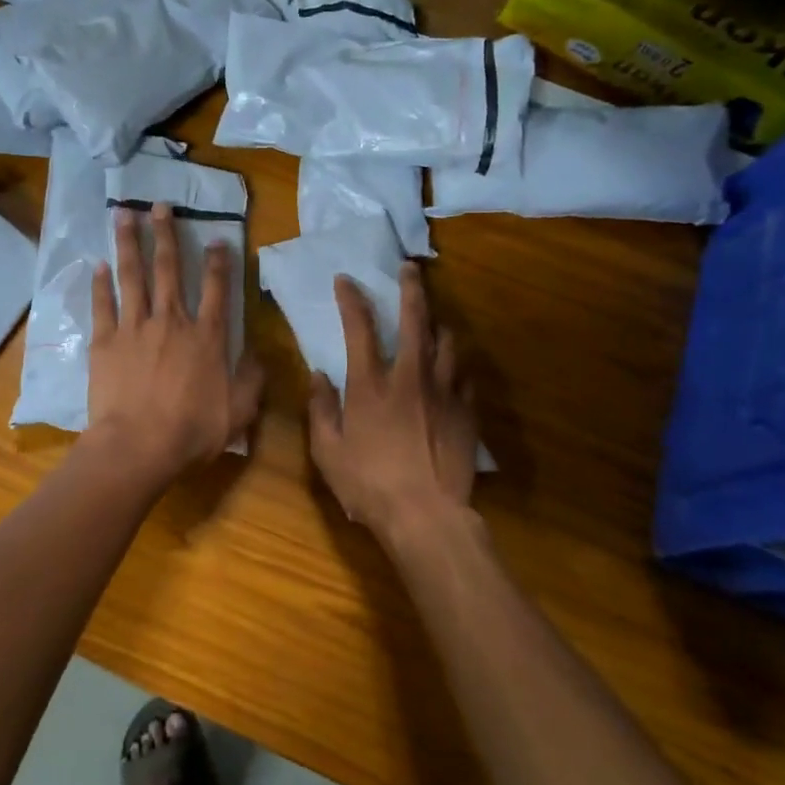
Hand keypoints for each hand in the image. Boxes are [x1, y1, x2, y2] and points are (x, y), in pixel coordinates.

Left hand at [86, 202, 263, 484]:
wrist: (137, 446)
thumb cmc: (191, 432)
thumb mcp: (238, 412)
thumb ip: (251, 380)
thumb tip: (258, 356)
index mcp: (206, 338)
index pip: (217, 290)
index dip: (220, 262)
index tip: (218, 238)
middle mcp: (172, 322)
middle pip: (170, 270)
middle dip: (166, 234)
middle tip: (160, 205)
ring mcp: (135, 329)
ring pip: (132, 276)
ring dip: (129, 243)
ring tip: (123, 214)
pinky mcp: (105, 342)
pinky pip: (103, 305)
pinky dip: (100, 283)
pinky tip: (98, 264)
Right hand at [308, 262, 477, 545]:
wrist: (425, 516)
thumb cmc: (368, 484)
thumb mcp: (327, 451)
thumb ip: (320, 409)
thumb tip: (318, 375)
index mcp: (371, 385)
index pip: (359, 327)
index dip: (351, 299)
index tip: (345, 280)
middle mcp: (410, 377)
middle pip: (414, 320)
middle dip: (411, 289)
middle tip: (410, 268)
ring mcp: (444, 392)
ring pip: (446, 343)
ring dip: (437, 326)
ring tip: (433, 321)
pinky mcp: (466, 412)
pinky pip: (464, 376)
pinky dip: (455, 365)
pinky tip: (451, 369)